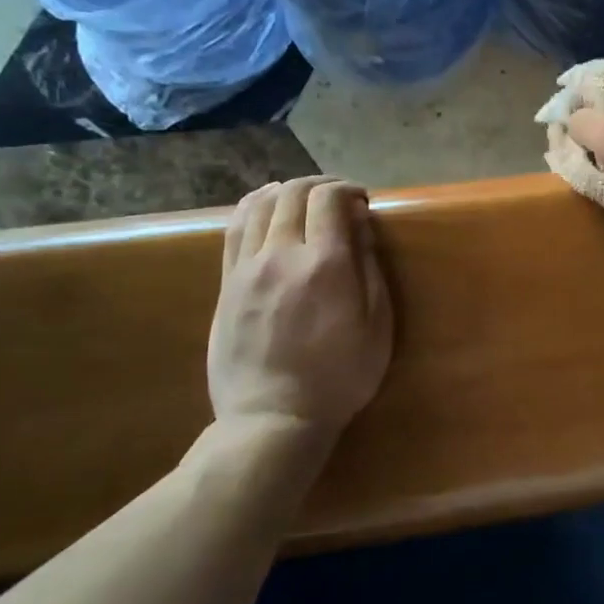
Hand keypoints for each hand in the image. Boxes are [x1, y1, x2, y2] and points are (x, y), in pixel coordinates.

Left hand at [206, 177, 392, 449]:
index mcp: (325, 264)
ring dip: (285, 191)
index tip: (362, 200)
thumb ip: (369, 268)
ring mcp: (247, 268)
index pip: (329, 199)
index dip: (348, 189)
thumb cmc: (340, 376)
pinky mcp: (227, 284)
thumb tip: (360, 224)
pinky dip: (253, 208)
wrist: (273, 417)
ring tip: (302, 201)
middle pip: (293, 193)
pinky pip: (234, 229)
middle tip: (338, 198)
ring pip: (259, 204)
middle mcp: (282, 255)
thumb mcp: (377, 326)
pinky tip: (266, 211)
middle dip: (319, 185)